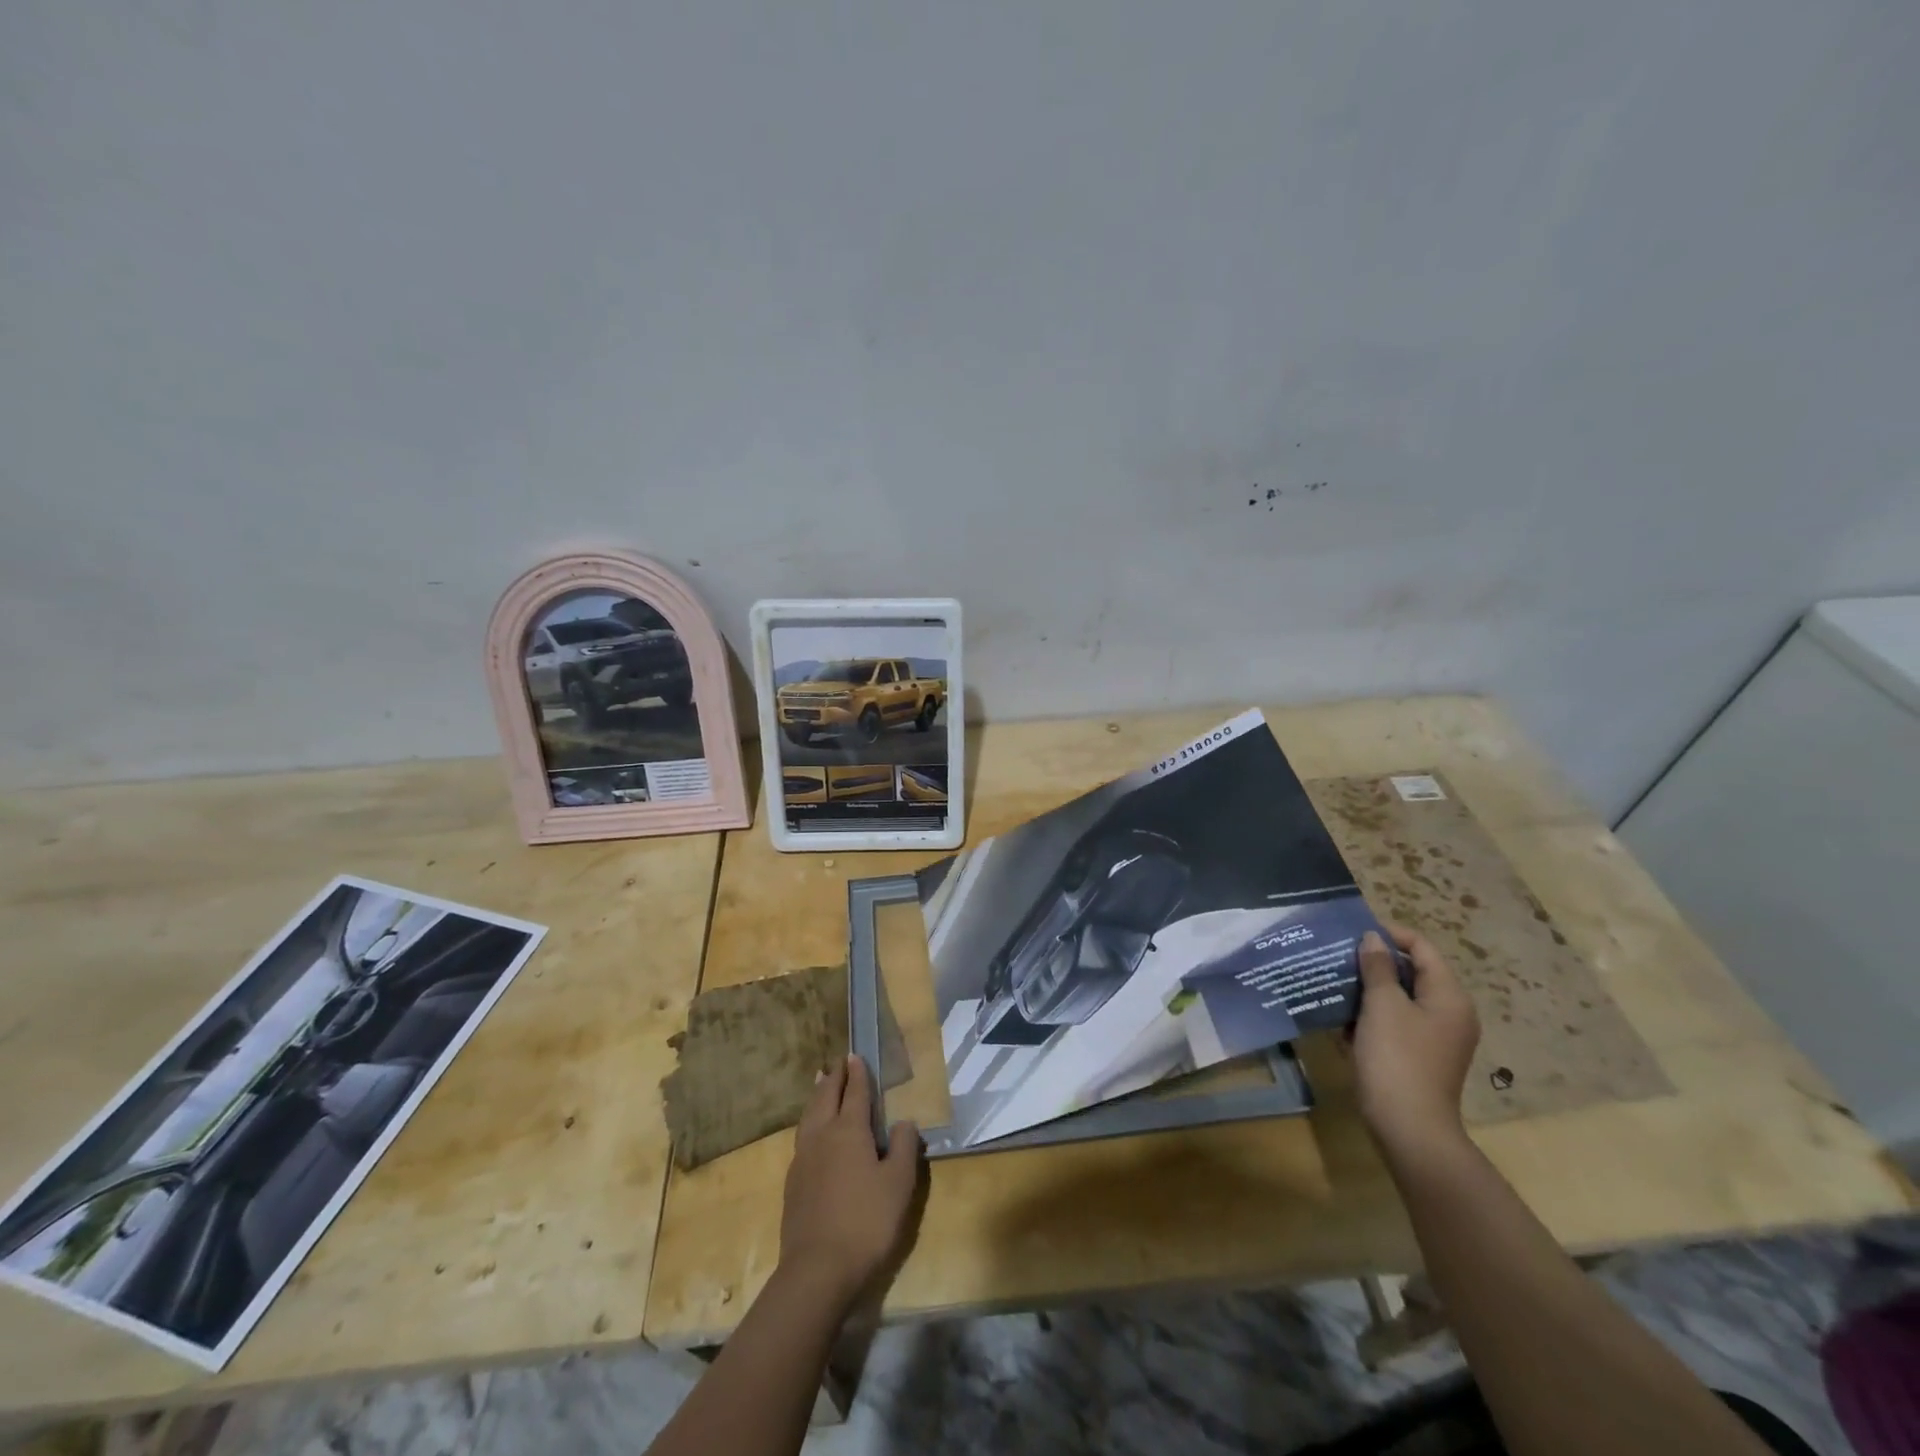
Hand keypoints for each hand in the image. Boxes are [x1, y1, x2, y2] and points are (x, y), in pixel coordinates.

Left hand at [779, 1055, 922, 1311]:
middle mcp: (822, 1136)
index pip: (855, 1092)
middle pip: (826, 1097)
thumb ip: (903, 1147)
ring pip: (809, 1115)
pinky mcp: (793, 1183)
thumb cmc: (866, 1222)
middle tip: (837, 1063)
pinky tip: (811, 1132)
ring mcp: (803, 1159)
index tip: (855, 1055)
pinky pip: (802, 1137)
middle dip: (834, 1078)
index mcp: (849, 1130)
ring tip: (819, 1083)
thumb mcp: (899, 1184)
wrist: (817, 1270)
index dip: (857, 1074)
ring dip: (817, 1096)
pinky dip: (809, 1121)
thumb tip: (904, 1121)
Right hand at [1352, 924, 1480, 1165]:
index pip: (1422, 948)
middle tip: (1338, 955)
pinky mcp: (1418, 1056)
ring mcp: (1436, 1037)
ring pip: (1400, 998)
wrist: (1408, 1127)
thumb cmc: (1397, 1057)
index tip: (1352, 932)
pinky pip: (1395, 1022)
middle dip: (1374, 962)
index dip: (1389, 934)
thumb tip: (1372, 938)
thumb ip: (1378, 967)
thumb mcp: (1382, 1005)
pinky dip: (1372, 1016)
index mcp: (1449, 996)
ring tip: (1335, 982)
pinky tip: (1342, 1019)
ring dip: (1369, 989)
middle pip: (1412, 972)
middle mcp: (1449, 1013)